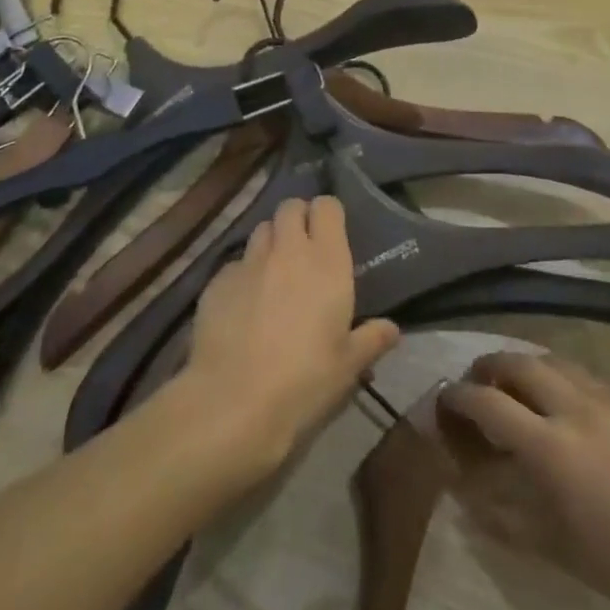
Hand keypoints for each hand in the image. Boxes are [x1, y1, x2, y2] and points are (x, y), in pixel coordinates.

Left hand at [182, 196, 398, 477]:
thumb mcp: (348, 366)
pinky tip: (243, 305)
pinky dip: (243, 274)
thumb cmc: (304, 381)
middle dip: (298, 218)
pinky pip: (235, 264)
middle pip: (290, 207)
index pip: (327, 207)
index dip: (328, 214)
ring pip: (261, 230)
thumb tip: (392, 329)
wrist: (234, 402)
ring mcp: (248, 262)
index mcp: (326, 262)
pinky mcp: (217, 281)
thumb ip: (371, 339)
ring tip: (274, 272)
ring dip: (271, 242)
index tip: (332, 232)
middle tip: (304, 247)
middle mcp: (287, 251)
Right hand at [437, 352, 609, 609]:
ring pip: (550, 358)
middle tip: (475, 382)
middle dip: (488, 366)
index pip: (488, 402)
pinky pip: (578, 369)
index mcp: (548, 445)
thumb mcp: (556, 548)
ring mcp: (602, 396)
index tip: (443, 400)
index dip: (459, 397)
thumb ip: (505, 518)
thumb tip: (465, 495)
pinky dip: (554, 371)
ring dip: (522, 363)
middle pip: (517, 363)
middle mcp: (570, 406)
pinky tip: (558, 394)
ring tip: (512, 382)